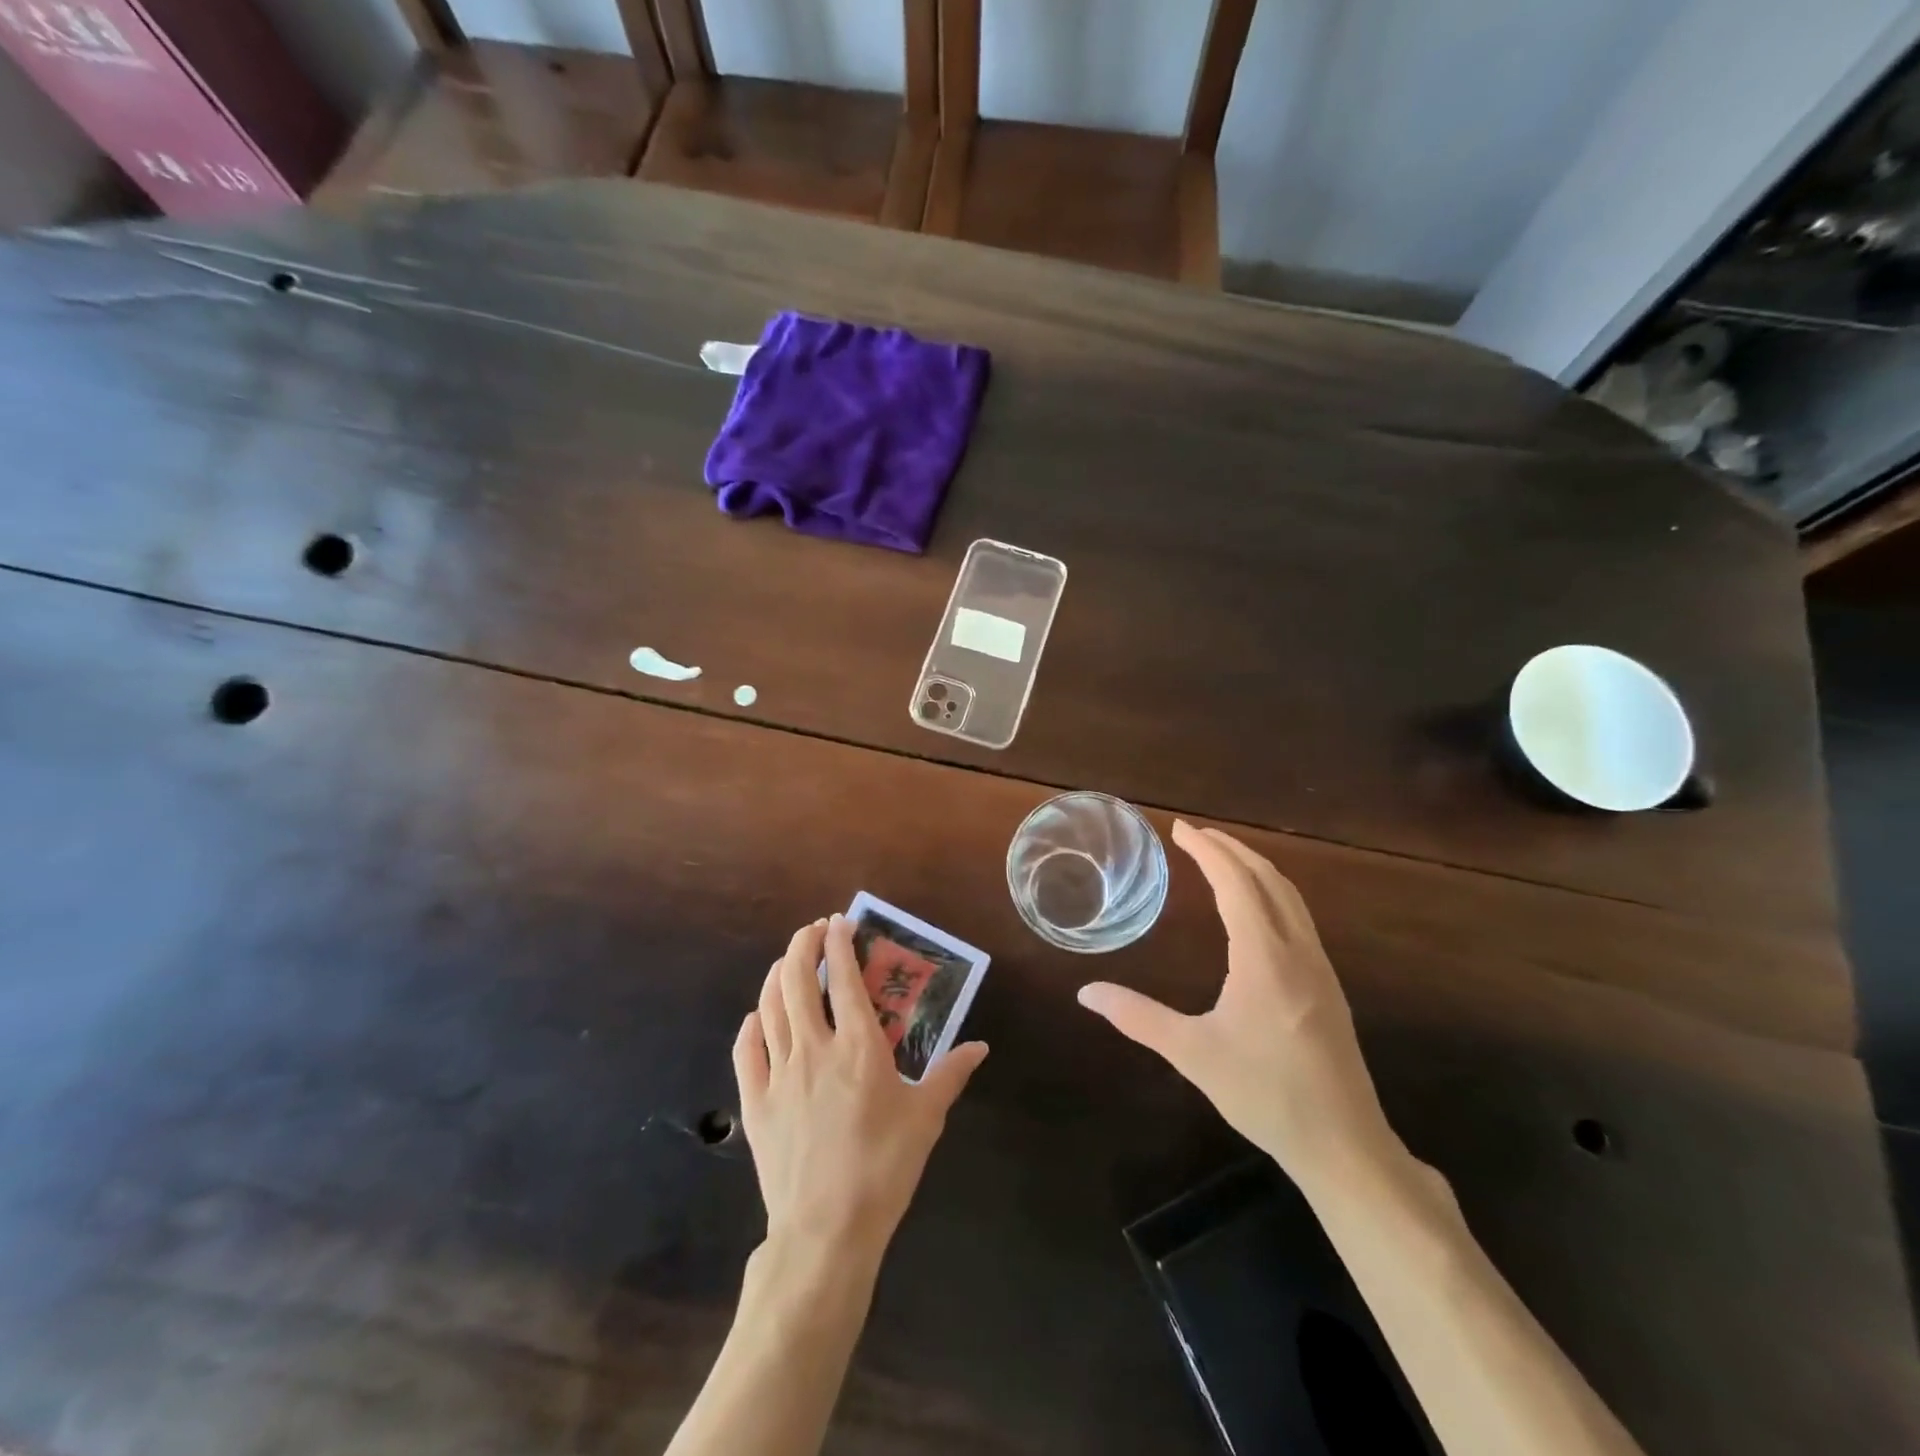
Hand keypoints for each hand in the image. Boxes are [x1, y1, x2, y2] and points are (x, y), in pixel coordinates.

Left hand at [734, 915, 988, 1265]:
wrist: (826, 1231)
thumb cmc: (883, 1168)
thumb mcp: (926, 1118)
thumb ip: (950, 1074)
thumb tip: (979, 1046)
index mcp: (857, 1047)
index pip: (843, 978)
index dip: (839, 943)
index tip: (839, 922)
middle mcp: (814, 1048)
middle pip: (797, 980)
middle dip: (803, 945)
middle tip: (813, 931)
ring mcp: (779, 1074)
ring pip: (769, 1007)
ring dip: (777, 975)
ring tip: (787, 962)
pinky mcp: (755, 1103)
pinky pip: (746, 1051)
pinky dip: (751, 1025)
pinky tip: (757, 1017)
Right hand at [1077, 821, 1397, 1189]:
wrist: (1344, 1144)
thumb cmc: (1264, 1094)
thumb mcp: (1192, 1054)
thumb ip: (1138, 1017)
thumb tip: (1086, 992)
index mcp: (1264, 958)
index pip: (1236, 883)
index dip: (1208, 850)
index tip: (1180, 828)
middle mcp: (1297, 950)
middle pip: (1268, 879)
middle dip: (1231, 848)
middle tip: (1196, 834)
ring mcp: (1320, 967)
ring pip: (1290, 896)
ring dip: (1255, 867)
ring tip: (1223, 856)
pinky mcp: (1329, 985)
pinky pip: (1299, 916)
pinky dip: (1272, 891)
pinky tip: (1257, 907)